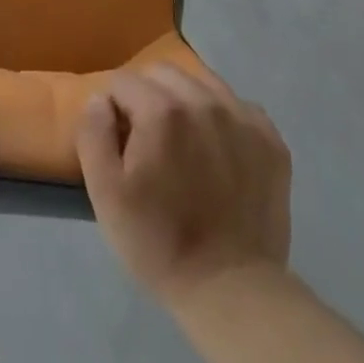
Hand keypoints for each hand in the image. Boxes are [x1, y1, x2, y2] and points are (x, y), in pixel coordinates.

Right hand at [76, 65, 291, 304]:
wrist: (231, 289)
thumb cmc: (158, 241)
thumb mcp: (105, 193)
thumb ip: (93, 133)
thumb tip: (100, 100)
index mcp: (162, 110)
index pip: (123, 81)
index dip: (112, 108)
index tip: (118, 142)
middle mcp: (205, 100)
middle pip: (163, 73)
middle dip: (146, 95)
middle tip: (147, 140)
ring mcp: (243, 117)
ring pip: (202, 82)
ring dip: (184, 101)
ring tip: (183, 143)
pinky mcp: (270, 139)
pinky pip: (238, 106)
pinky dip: (222, 117)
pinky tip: (217, 151)